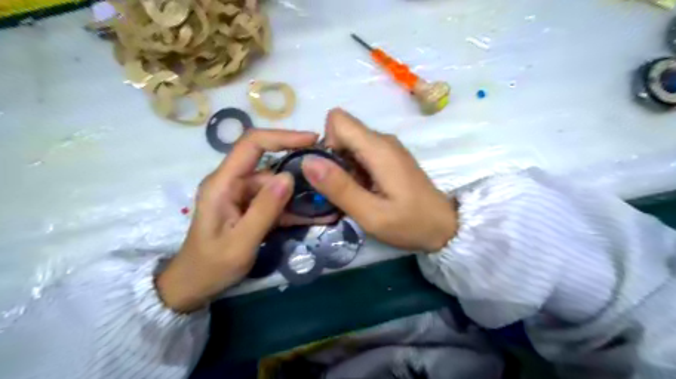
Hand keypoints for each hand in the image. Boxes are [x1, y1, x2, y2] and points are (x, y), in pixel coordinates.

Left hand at [158, 129, 318, 312]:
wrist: (195, 285)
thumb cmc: (211, 266)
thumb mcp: (240, 242)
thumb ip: (264, 210)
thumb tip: (289, 178)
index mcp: (223, 183)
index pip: (252, 144)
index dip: (282, 137)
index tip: (312, 140)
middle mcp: (233, 182)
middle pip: (271, 166)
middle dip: (300, 170)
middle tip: (329, 178)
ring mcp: (243, 195)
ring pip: (278, 185)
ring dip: (301, 194)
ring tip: (328, 202)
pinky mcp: (251, 207)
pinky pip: (276, 202)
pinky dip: (295, 208)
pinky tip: (317, 215)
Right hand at [302, 109, 455, 251]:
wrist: (445, 226)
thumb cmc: (410, 223)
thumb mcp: (371, 214)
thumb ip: (339, 187)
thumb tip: (307, 161)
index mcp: (378, 148)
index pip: (338, 119)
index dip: (327, 142)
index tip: (333, 172)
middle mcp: (382, 140)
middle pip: (342, 131)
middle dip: (333, 158)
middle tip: (343, 189)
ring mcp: (388, 148)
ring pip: (350, 143)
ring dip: (343, 166)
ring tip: (355, 194)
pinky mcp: (390, 157)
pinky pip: (361, 153)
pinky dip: (355, 170)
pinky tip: (365, 191)